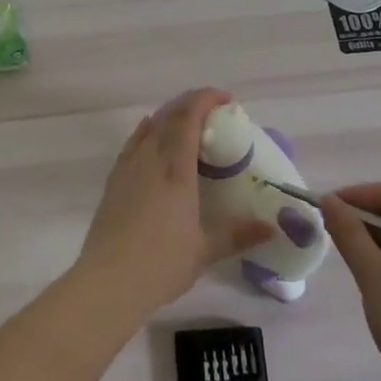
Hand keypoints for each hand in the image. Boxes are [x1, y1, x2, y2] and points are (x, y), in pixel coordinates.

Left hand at [74, 89, 274, 317]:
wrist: (108, 282)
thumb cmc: (161, 263)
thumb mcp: (205, 250)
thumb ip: (239, 233)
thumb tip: (272, 227)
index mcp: (175, 169)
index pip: (189, 118)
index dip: (206, 100)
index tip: (226, 99)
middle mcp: (150, 159)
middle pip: (169, 116)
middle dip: (191, 104)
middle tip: (213, 111)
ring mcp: (128, 168)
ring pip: (150, 127)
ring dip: (170, 115)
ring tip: (188, 122)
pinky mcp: (114, 181)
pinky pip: (133, 143)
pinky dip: (147, 130)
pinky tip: (150, 132)